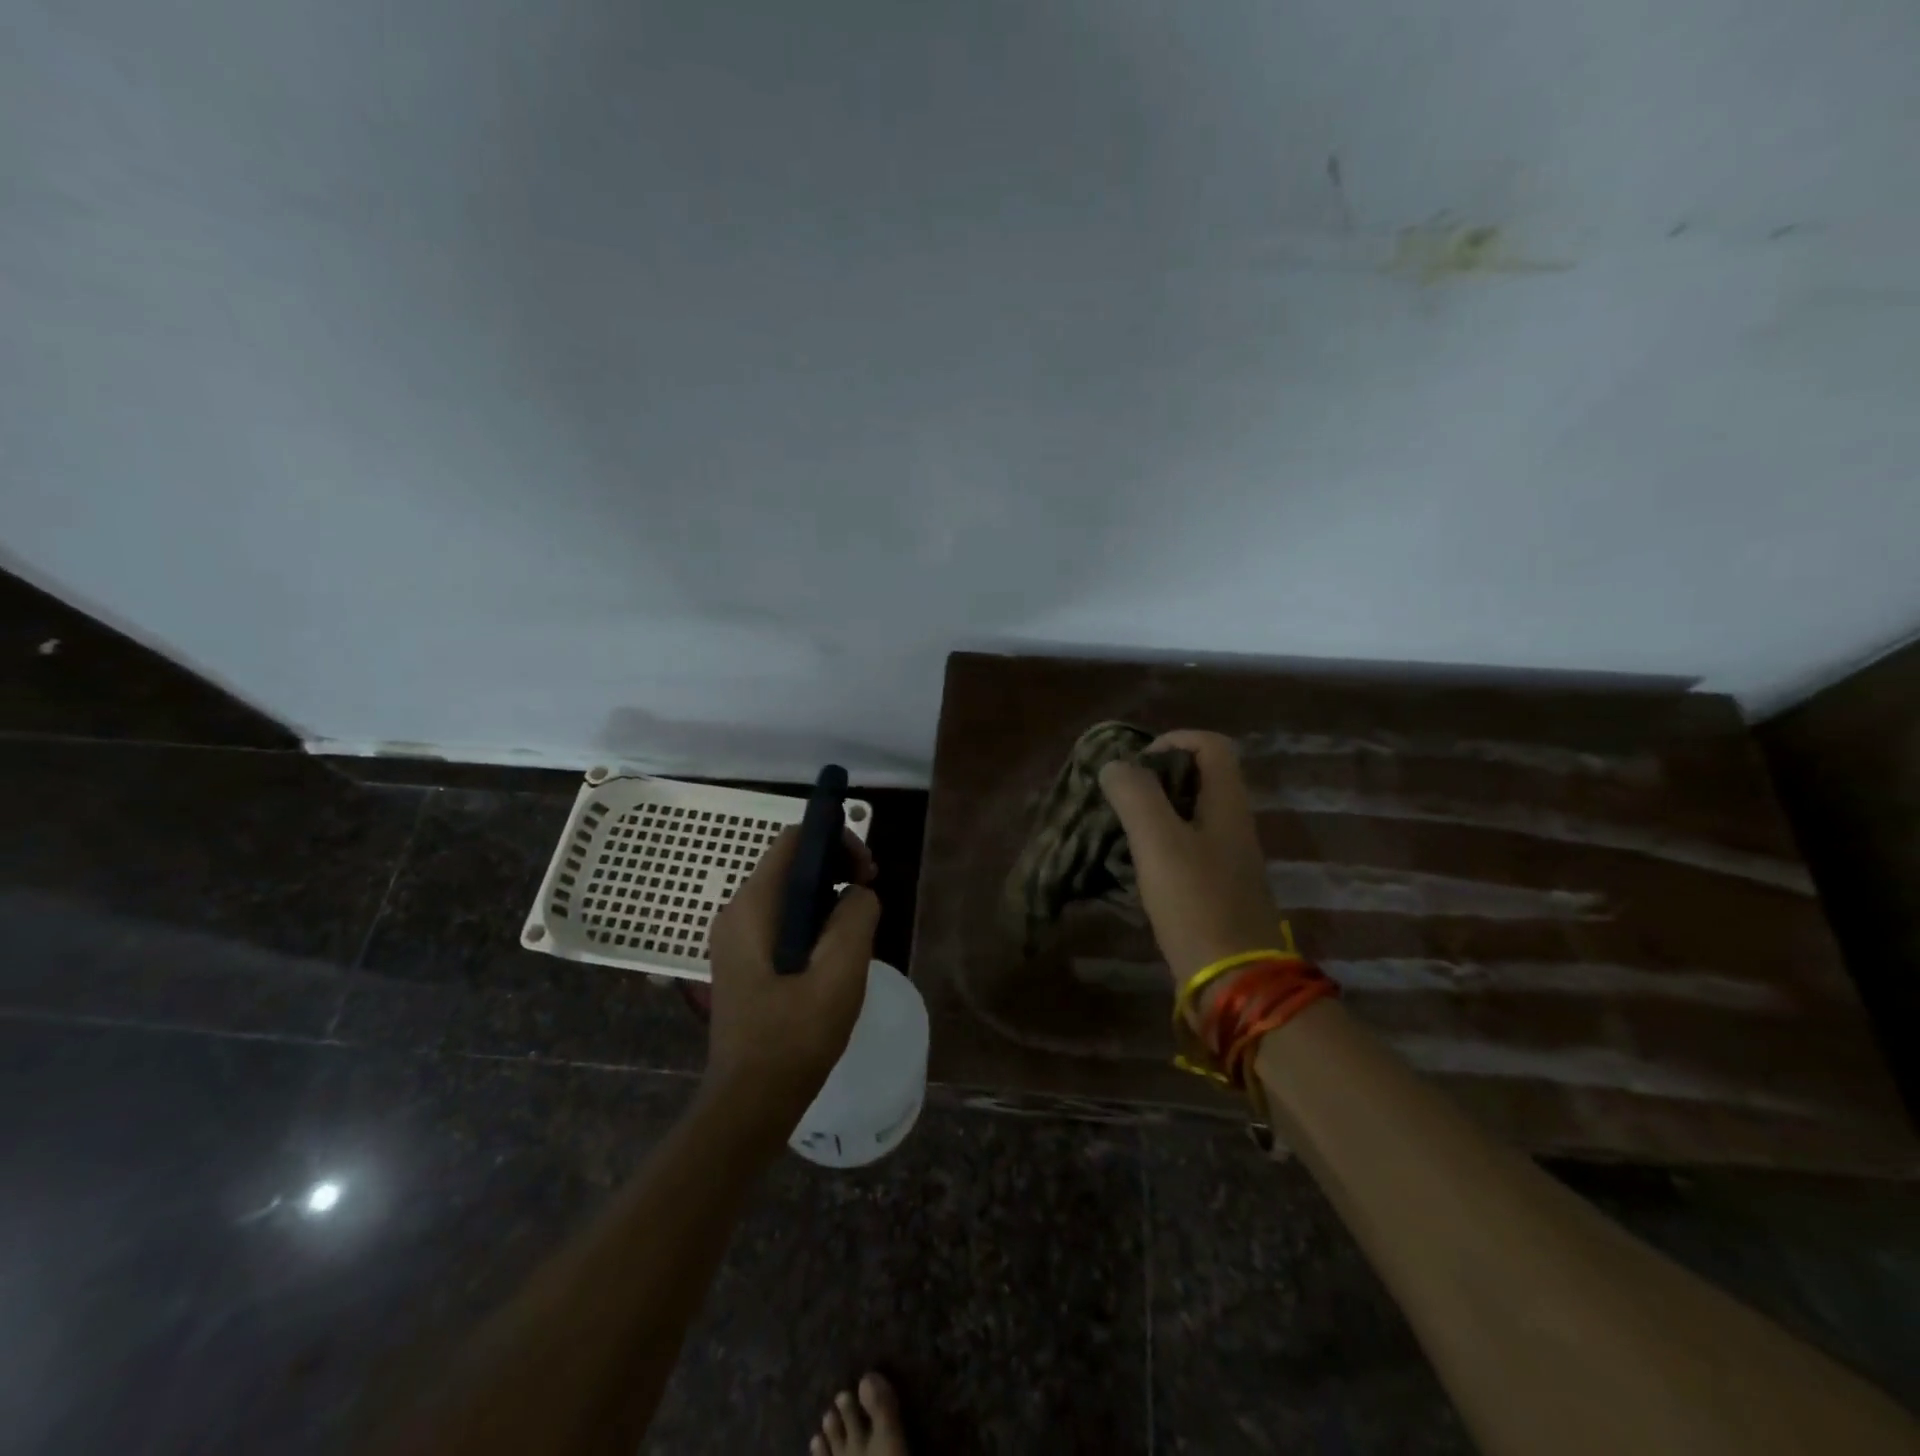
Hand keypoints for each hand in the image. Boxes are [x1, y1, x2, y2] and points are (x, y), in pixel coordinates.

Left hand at [702, 825, 880, 1138]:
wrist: (749, 1104)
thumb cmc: (794, 1037)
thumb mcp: (840, 972)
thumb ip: (856, 917)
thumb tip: (858, 893)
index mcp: (753, 907)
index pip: (793, 841)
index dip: (836, 840)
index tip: (868, 870)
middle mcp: (737, 913)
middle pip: (791, 864)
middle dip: (836, 868)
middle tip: (870, 895)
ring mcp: (736, 939)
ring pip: (789, 894)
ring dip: (828, 897)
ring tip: (859, 926)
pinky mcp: (744, 962)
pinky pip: (782, 922)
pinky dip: (813, 920)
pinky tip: (835, 952)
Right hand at [1098, 730, 1281, 1008]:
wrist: (1235, 984)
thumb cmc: (1197, 904)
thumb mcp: (1159, 843)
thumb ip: (1136, 795)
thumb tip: (1115, 766)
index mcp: (1228, 805)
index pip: (1211, 746)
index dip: (1173, 740)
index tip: (1135, 764)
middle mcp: (1232, 825)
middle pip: (1199, 779)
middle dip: (1155, 779)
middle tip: (1118, 798)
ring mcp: (1226, 860)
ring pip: (1188, 816)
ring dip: (1152, 814)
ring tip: (1115, 830)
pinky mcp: (1215, 890)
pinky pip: (1184, 851)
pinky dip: (1156, 848)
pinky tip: (1129, 867)